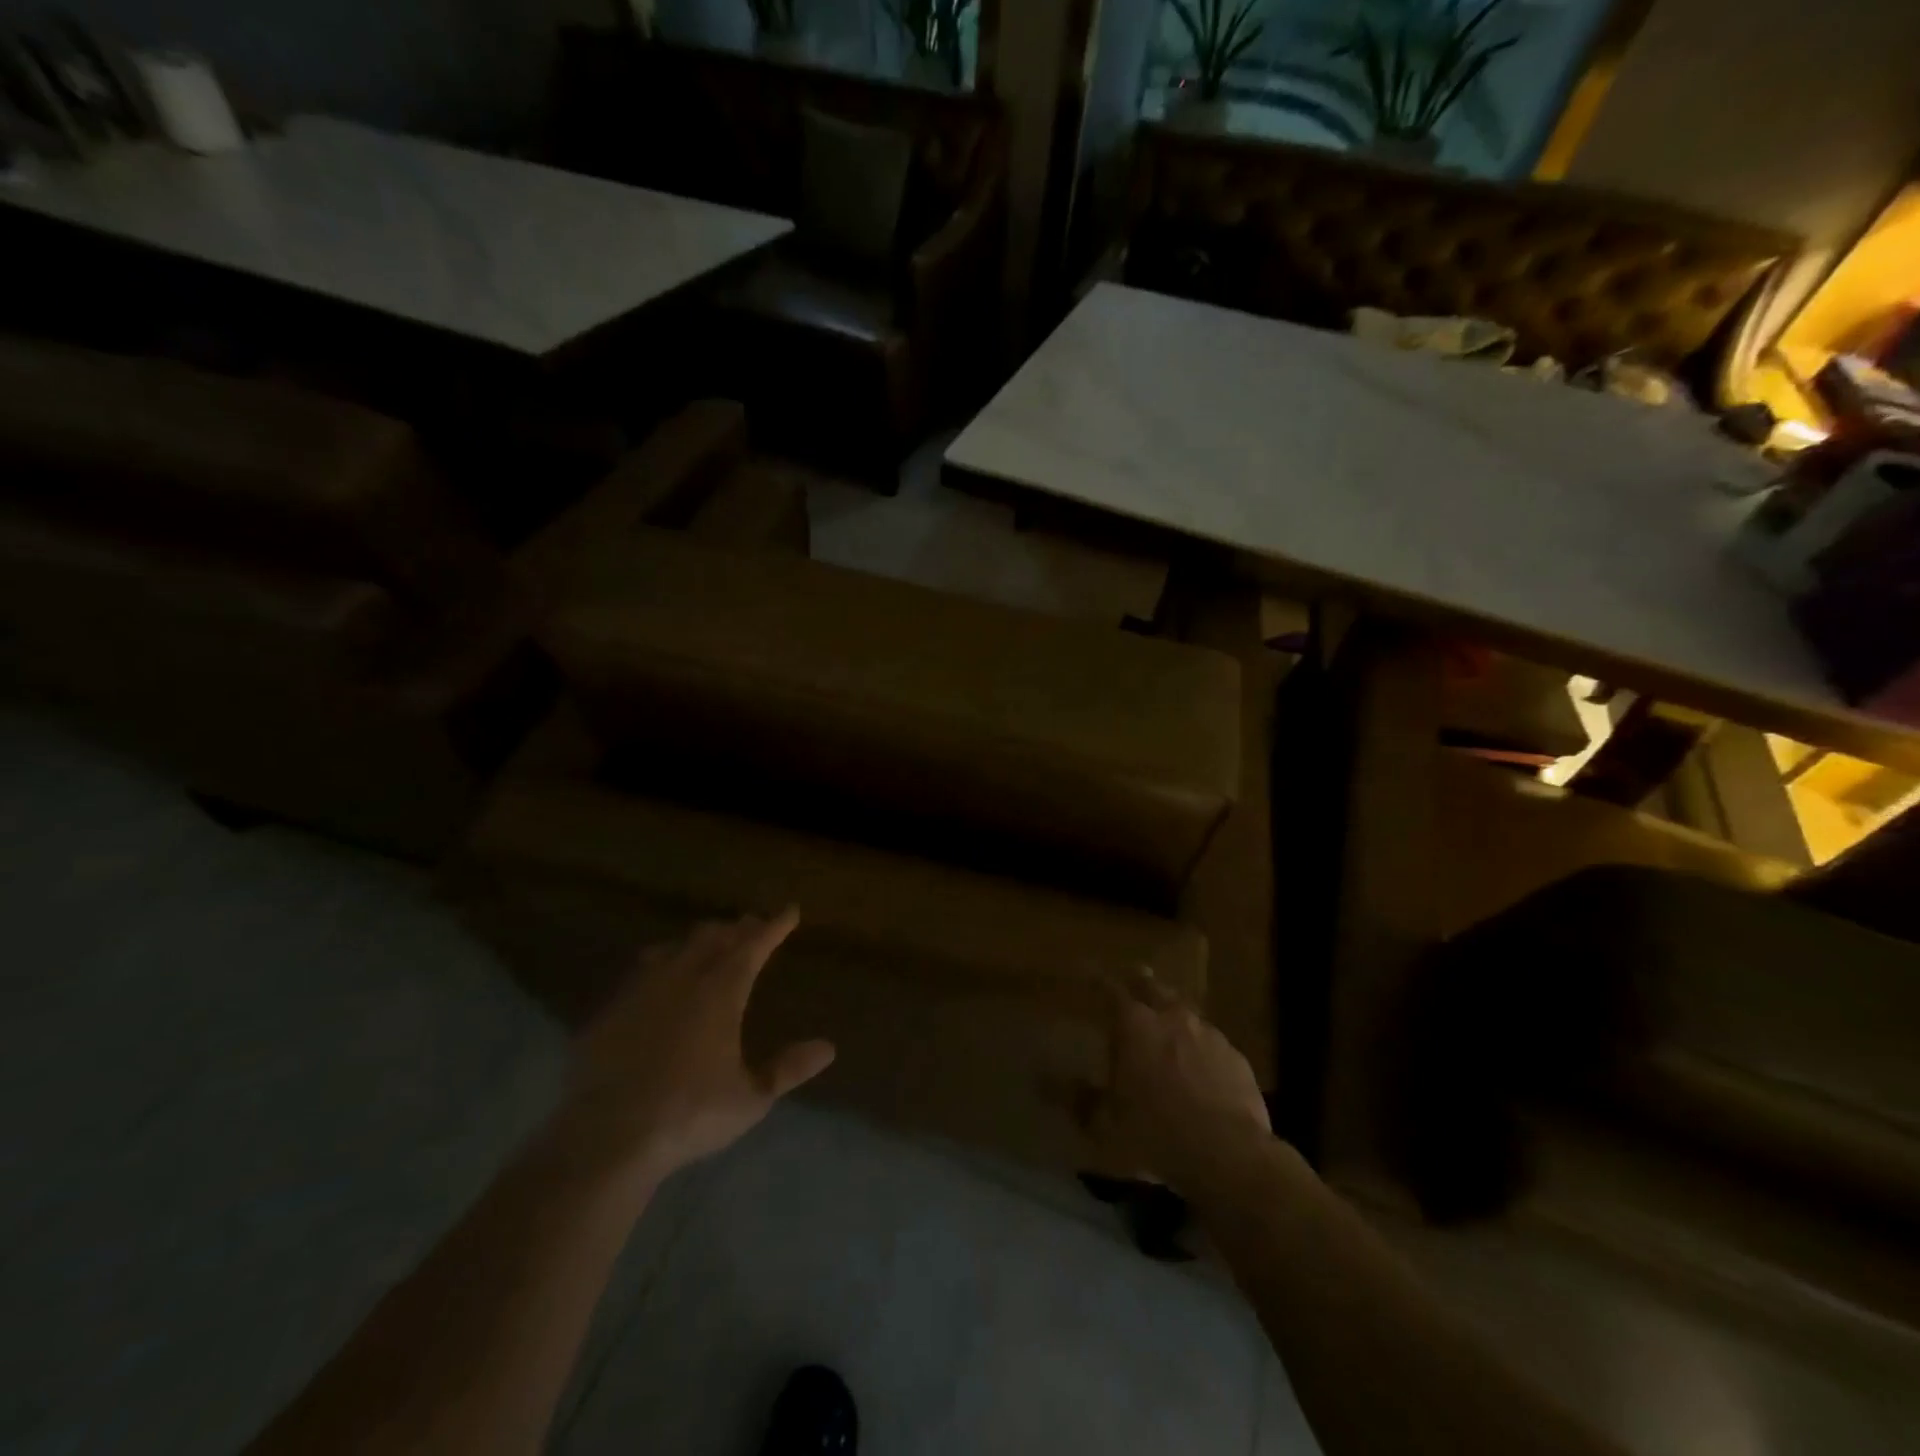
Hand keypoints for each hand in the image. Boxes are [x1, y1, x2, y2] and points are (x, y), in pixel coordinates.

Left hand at [549, 908, 834, 1188]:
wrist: (606, 1136)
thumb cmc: (689, 1114)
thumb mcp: (751, 1098)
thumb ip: (788, 1069)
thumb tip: (828, 1047)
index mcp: (721, 992)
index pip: (754, 945)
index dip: (775, 926)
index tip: (790, 911)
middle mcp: (683, 979)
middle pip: (714, 938)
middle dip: (738, 928)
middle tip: (753, 924)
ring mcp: (642, 991)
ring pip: (676, 948)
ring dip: (700, 940)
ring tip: (711, 941)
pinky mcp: (610, 1011)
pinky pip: (641, 971)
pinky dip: (661, 963)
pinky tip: (658, 975)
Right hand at [1085, 966, 1270, 1191]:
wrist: (1228, 1155)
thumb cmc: (1155, 1134)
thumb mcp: (1105, 1124)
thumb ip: (1076, 1098)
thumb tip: (1042, 1080)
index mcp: (1134, 1025)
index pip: (1109, 989)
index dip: (1097, 980)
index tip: (1088, 972)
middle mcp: (1172, 1018)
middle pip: (1153, 989)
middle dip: (1141, 984)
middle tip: (1134, 980)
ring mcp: (1209, 1035)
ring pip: (1186, 1014)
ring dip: (1173, 1017)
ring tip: (1168, 1028)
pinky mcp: (1236, 1058)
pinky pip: (1212, 1044)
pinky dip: (1201, 1048)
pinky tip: (1201, 1069)